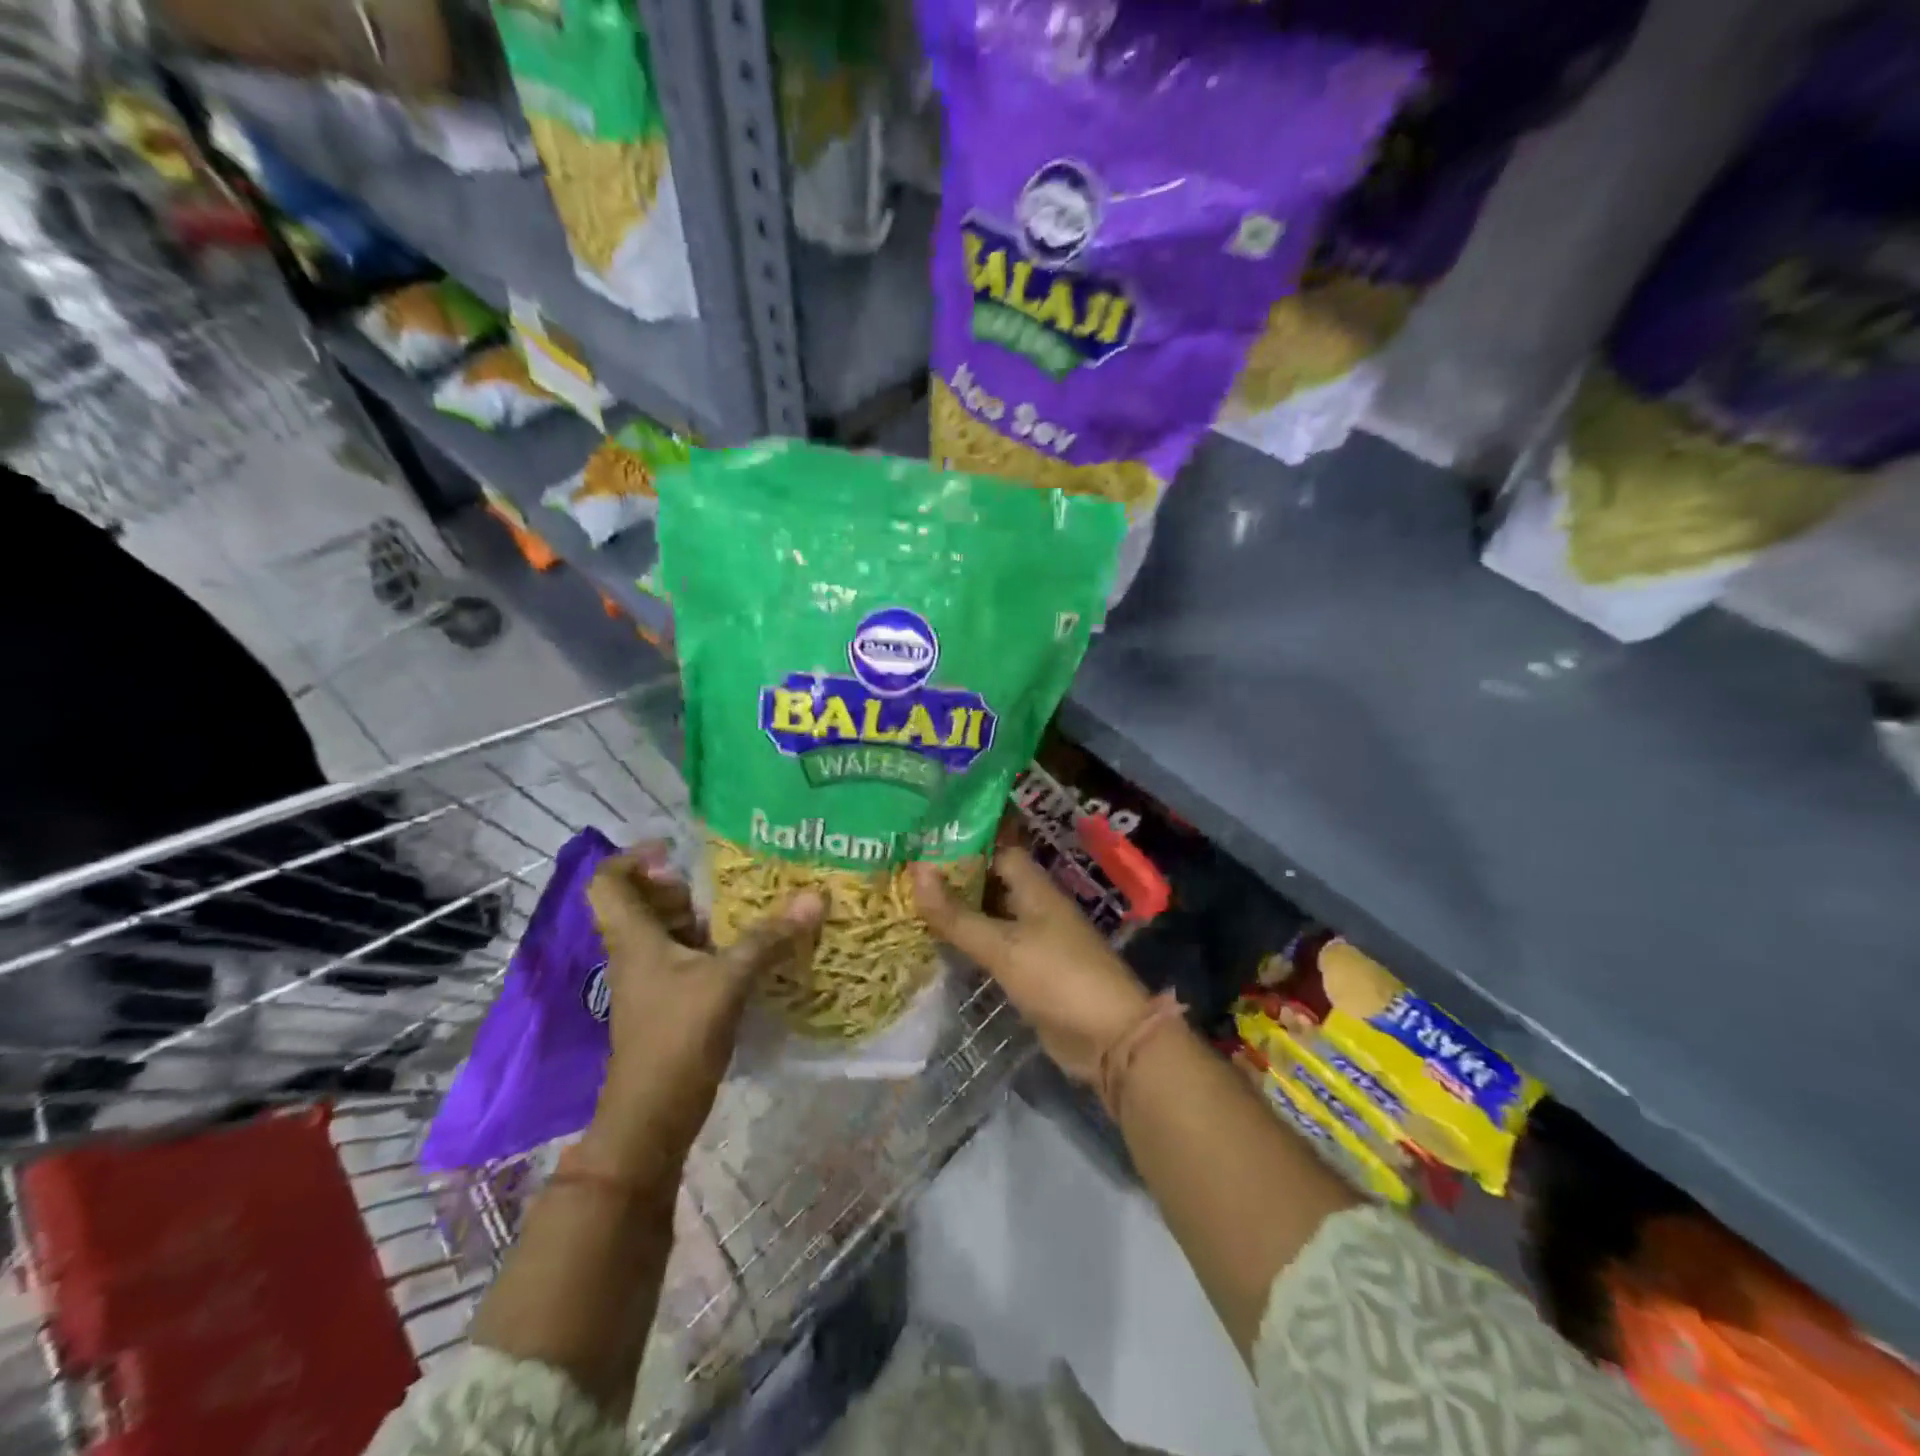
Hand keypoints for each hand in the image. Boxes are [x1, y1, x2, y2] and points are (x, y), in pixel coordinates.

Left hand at [580, 847, 822, 1182]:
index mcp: (634, 938)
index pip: (608, 882)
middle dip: (680, 885)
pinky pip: (688, 959)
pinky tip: (751, 948)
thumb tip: (815, 896)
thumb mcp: (727, 981)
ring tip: (746, 905)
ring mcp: (652, 981)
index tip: (676, 849)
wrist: (651, 1120)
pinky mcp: (670, 1004)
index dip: (633, 857)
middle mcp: (636, 953)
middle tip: (723, 878)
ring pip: (668, 933)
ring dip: (702, 916)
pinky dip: (713, 947)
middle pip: (644, 903)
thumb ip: (769, 938)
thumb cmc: (676, 1039)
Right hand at [912, 847, 1150, 1085]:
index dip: (962, 843)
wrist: (1108, 1037)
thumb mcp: (1002, 945)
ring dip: (957, 912)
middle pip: (989, 882)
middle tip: (904, 873)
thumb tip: (915, 870)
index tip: (922, 841)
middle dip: (952, 878)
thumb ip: (957, 914)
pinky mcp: (1029, 971)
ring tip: (909, 902)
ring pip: (988, 916)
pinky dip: (968, 943)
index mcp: (1034, 887)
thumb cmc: (1057, 976)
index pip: (995, 849)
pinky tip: (936, 943)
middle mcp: (1033, 906)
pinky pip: (993, 947)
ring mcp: (1033, 939)